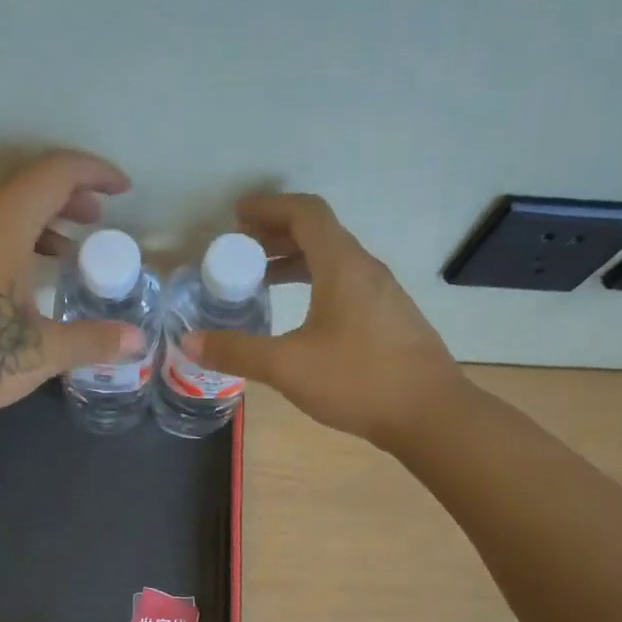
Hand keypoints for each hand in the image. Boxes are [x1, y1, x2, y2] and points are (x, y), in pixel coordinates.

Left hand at [0, 150, 145, 431]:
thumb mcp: (40, 353)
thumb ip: (92, 340)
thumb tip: (137, 342)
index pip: (53, 173)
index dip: (93, 172)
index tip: (122, 190)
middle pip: (24, 187)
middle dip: (67, 197)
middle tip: (97, 221)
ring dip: (36, 223)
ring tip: (63, 252)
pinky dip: (6, 243)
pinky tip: (14, 283)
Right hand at [182, 194, 459, 447]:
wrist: (432, 414)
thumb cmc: (359, 380)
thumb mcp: (288, 366)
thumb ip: (237, 351)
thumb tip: (189, 341)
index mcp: (343, 266)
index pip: (306, 212)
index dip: (269, 207)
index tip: (237, 216)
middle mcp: (365, 269)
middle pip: (319, 233)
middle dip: (276, 234)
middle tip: (240, 249)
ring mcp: (382, 294)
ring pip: (333, 260)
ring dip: (295, 261)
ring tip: (261, 280)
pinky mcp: (389, 318)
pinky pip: (346, 283)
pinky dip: (315, 283)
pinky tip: (299, 316)